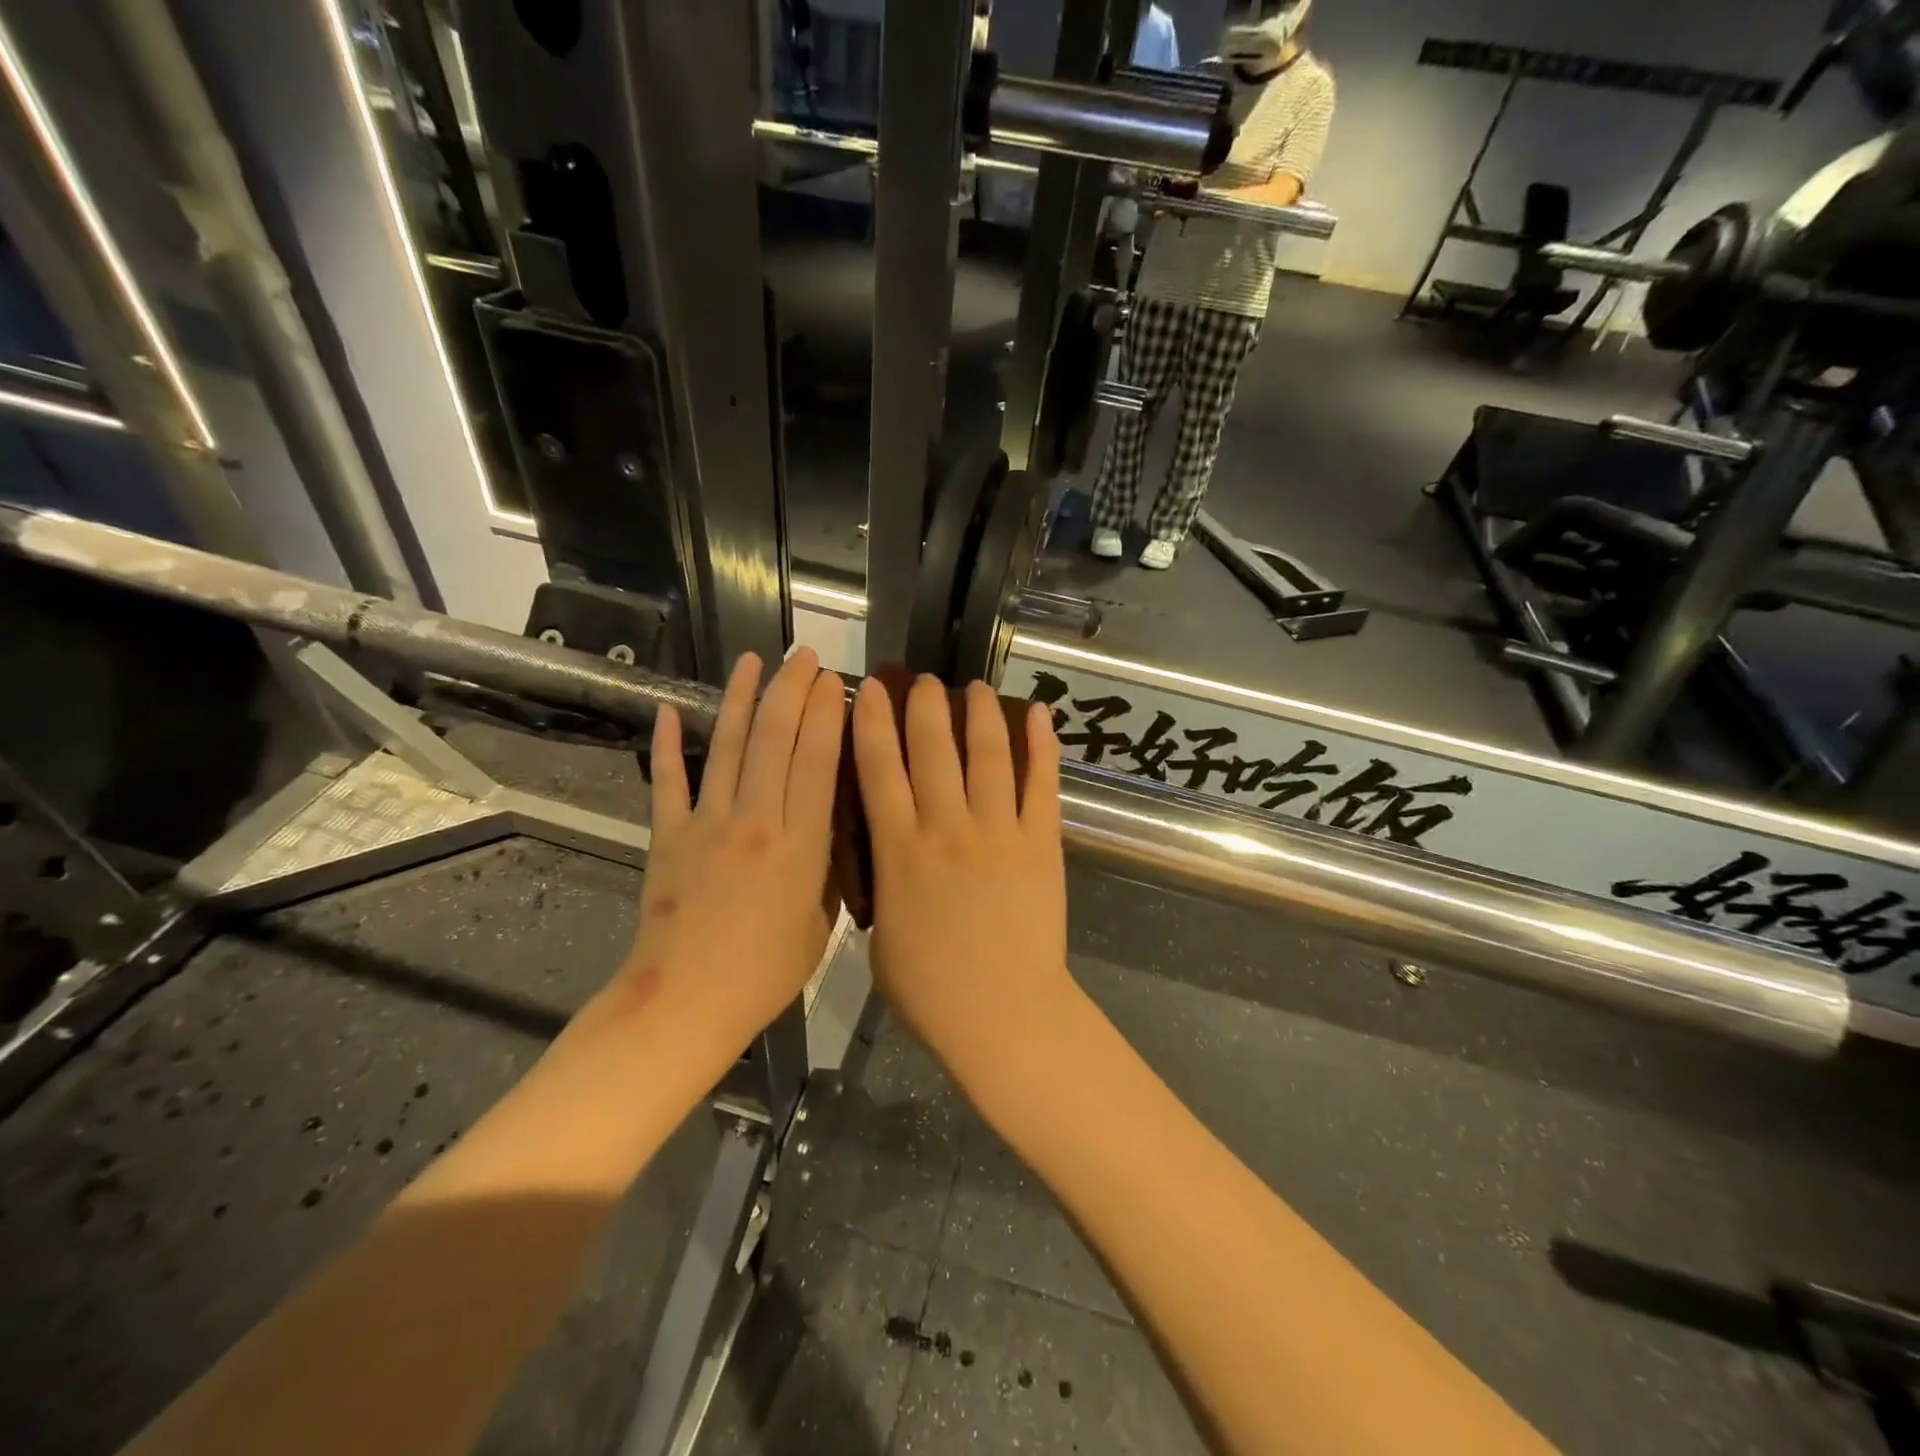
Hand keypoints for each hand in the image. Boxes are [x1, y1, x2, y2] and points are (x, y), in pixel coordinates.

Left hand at [588, 649, 845, 1060]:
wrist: (684, 1004)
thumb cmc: (764, 974)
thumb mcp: (819, 924)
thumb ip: (825, 870)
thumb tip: (827, 830)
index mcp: (800, 846)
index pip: (816, 763)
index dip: (826, 715)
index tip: (834, 681)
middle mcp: (755, 822)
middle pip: (775, 741)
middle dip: (791, 691)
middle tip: (804, 656)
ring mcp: (706, 824)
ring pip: (728, 747)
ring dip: (741, 700)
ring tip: (753, 661)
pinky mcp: (667, 836)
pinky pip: (669, 781)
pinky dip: (669, 744)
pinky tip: (671, 709)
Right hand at [851, 675, 1078, 1099]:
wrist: (1002, 1013)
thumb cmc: (931, 989)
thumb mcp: (882, 936)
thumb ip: (882, 885)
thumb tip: (888, 857)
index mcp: (900, 849)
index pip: (879, 770)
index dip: (873, 723)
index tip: (871, 690)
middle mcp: (947, 826)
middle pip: (933, 749)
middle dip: (925, 706)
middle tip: (924, 680)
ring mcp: (999, 831)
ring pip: (988, 755)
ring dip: (980, 715)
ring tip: (975, 687)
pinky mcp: (1042, 843)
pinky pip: (1042, 784)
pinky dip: (1042, 745)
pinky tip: (1039, 714)